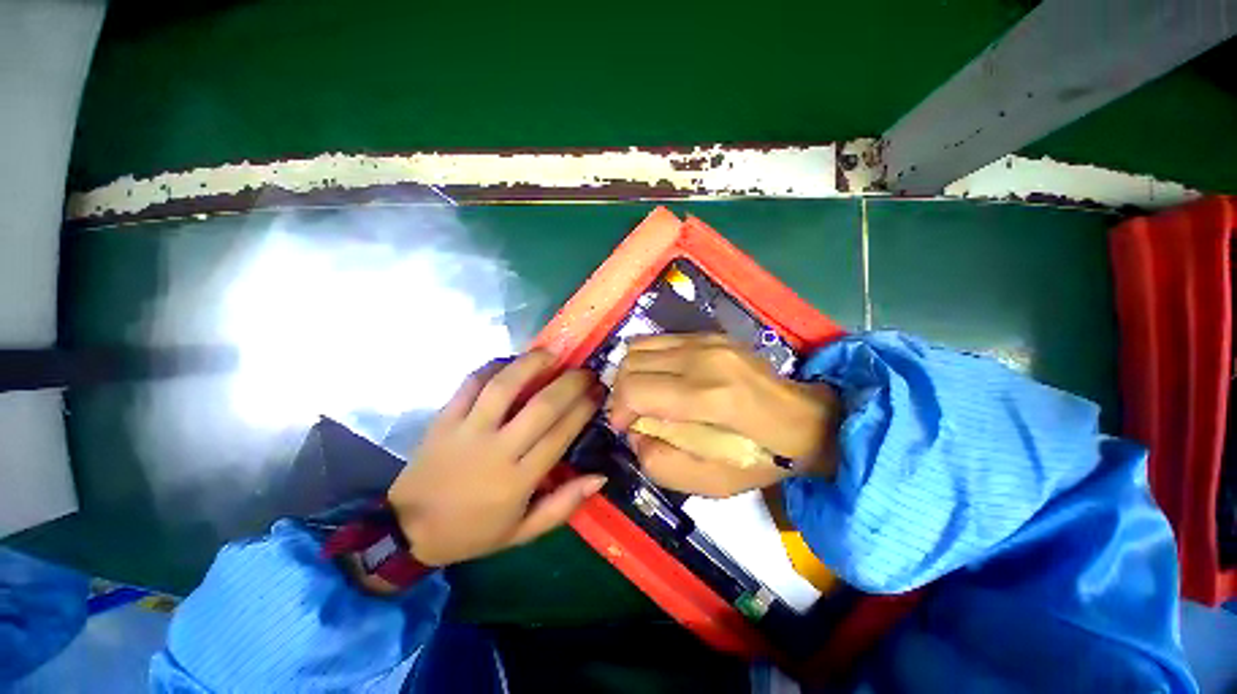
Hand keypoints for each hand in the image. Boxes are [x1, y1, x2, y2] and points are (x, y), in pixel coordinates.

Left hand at [388, 351, 606, 565]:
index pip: (561, 434)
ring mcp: (467, 430)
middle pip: (541, 406)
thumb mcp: (523, 532)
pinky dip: (492, 367)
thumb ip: (564, 504)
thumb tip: (600, 477)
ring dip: (532, 364)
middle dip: (570, 383)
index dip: (584, 408)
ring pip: (504, 386)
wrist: (407, 531)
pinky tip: (510, 361)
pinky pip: (470, 384)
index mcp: (518, 480)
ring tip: (552, 353)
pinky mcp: (444, 419)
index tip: (599, 392)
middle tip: (585, 371)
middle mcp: (496, 450)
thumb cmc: (473, 532)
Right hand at [608, 334, 840, 497]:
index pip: (637, 389)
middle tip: (630, 415)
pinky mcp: (710, 335)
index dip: (618, 410)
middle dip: (619, 392)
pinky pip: (659, 340)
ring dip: (631, 373)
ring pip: (640, 347)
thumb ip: (662, 464)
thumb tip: (635, 434)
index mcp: (710, 397)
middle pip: (632, 363)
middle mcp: (705, 358)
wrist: (806, 419)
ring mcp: (708, 340)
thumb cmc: (763, 456)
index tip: (623, 427)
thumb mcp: (713, 482)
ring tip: (640, 396)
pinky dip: (647, 360)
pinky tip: (659, 380)